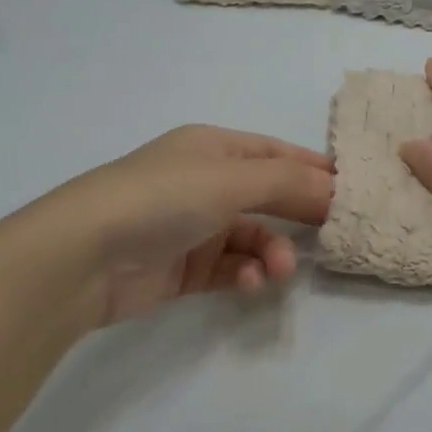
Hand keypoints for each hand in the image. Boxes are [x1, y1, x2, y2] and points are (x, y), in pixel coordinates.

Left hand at [13, 125, 334, 326]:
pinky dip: (246, 275)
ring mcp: (193, 226)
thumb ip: (289, 182)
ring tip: (278, 271)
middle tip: (333, 234)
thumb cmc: (161, 198)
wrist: (81, 257)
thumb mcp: (231, 179)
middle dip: (299, 215)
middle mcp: (205, 183)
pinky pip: (231, 268)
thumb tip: (336, 189)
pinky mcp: (184, 269)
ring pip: (253, 237)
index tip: (350, 191)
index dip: (313, 169)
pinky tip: (249, 284)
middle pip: (269, 196)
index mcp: (213, 148)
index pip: (276, 153)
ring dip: (272, 252)